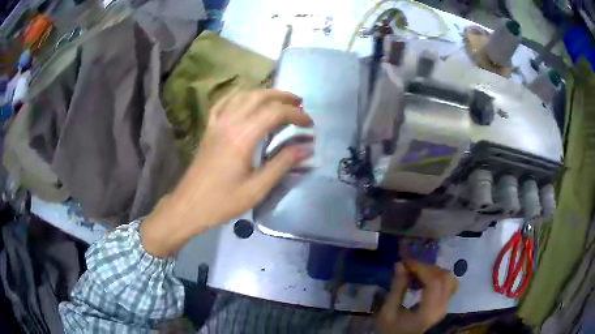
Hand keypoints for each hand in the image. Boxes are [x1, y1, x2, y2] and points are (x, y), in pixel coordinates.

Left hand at [141, 89, 312, 256]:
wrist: (189, 206)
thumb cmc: (223, 202)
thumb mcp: (256, 189)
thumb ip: (282, 164)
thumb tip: (306, 147)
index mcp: (242, 137)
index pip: (275, 113)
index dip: (296, 115)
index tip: (310, 125)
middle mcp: (229, 123)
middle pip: (259, 97)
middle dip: (283, 97)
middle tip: (300, 104)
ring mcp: (216, 124)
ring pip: (242, 95)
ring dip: (264, 93)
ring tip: (279, 100)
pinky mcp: (209, 128)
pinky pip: (223, 102)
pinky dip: (238, 96)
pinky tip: (246, 100)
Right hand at [375, 261, 457, 333]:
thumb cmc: (392, 330)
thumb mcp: (388, 312)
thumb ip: (396, 289)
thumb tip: (400, 265)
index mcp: (428, 311)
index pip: (434, 282)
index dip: (421, 268)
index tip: (406, 263)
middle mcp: (442, 307)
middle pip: (444, 277)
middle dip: (427, 268)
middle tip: (410, 268)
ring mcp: (446, 305)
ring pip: (448, 278)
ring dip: (433, 271)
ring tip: (417, 274)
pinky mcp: (446, 304)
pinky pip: (448, 284)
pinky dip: (438, 277)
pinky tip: (424, 281)